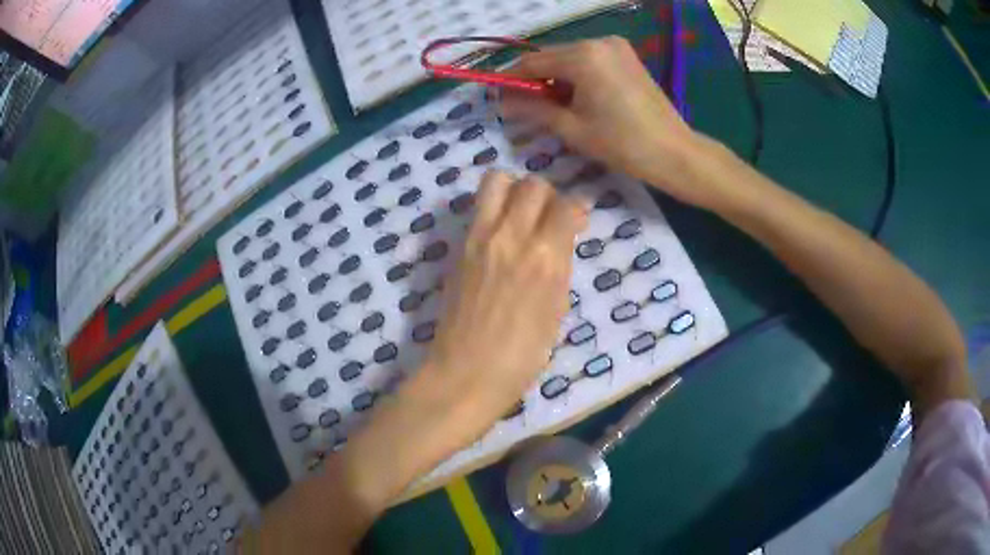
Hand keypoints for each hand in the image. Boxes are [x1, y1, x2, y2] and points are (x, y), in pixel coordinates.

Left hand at [418, 171, 587, 440]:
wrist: (467, 371)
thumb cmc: (523, 355)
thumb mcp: (557, 310)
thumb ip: (560, 266)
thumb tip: (563, 239)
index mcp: (547, 257)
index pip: (567, 206)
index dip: (578, 206)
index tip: (578, 216)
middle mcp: (513, 236)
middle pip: (533, 185)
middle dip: (548, 194)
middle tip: (549, 215)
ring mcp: (481, 237)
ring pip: (497, 181)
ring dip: (514, 188)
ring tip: (520, 211)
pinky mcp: (459, 246)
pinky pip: (478, 207)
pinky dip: (493, 206)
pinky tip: (499, 230)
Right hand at [500, 37, 717, 208]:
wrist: (674, 152)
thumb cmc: (622, 143)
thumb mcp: (571, 129)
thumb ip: (533, 110)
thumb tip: (503, 103)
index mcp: (583, 56)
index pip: (532, 62)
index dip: (511, 79)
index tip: (496, 96)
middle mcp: (598, 42)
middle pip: (551, 57)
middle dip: (534, 80)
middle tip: (523, 107)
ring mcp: (616, 47)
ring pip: (570, 58)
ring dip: (555, 79)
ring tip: (551, 107)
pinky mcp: (627, 57)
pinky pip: (590, 61)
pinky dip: (576, 76)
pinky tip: (576, 99)